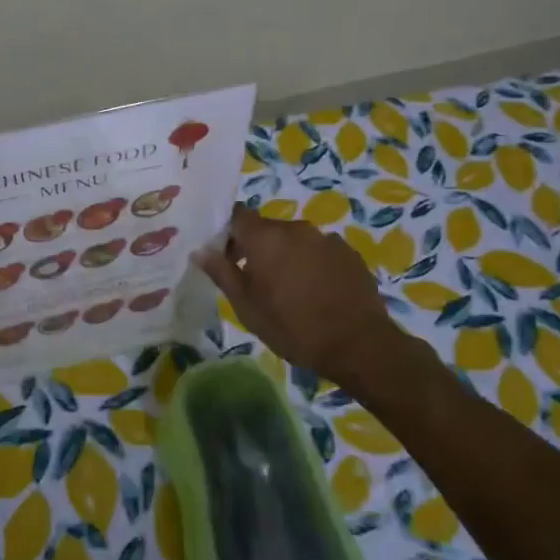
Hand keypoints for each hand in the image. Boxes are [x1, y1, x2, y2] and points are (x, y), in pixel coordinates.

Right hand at [194, 203, 399, 391]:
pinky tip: (316, 292)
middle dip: (257, 248)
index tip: (225, 257)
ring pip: (295, 240)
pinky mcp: (349, 253)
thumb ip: (222, 273)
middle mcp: (296, 228)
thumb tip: (200, 250)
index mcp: (266, 237)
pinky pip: (320, 251)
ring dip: (286, 256)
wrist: (359, 345)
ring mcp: (326, 239)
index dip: (228, 232)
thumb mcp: (247, 306)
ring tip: (289, 290)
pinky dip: (312, 264)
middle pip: (267, 228)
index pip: (237, 215)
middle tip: (254, 281)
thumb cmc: (293, 327)